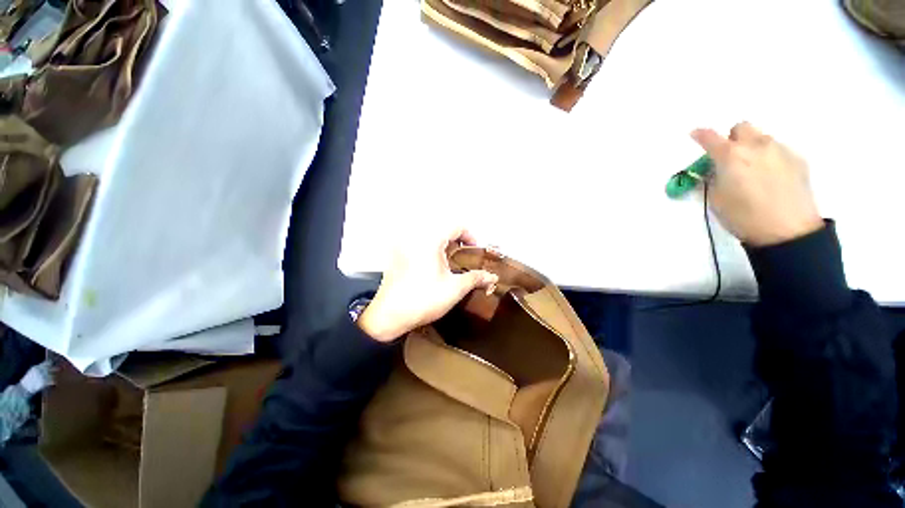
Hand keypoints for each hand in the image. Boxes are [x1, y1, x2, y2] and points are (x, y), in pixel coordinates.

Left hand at [357, 227, 498, 342]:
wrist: (389, 316)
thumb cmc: (424, 299)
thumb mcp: (455, 288)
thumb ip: (475, 278)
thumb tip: (492, 276)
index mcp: (431, 240)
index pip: (457, 226)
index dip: (471, 237)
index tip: (476, 253)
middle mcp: (416, 238)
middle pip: (444, 232)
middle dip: (459, 244)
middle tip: (466, 261)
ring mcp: (404, 247)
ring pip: (431, 240)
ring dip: (446, 249)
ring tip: (452, 267)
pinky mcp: (398, 257)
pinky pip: (420, 247)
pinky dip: (433, 253)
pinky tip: (435, 271)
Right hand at [691, 122, 823, 246]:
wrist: (788, 230)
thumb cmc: (743, 217)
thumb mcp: (716, 198)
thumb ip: (714, 178)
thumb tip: (716, 169)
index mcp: (730, 156)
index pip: (710, 137)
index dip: (700, 135)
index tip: (695, 135)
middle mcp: (756, 146)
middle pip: (741, 127)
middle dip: (732, 138)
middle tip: (730, 157)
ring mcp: (780, 150)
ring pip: (761, 138)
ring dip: (752, 148)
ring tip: (753, 171)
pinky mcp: (798, 159)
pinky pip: (778, 151)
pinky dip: (770, 159)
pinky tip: (771, 179)